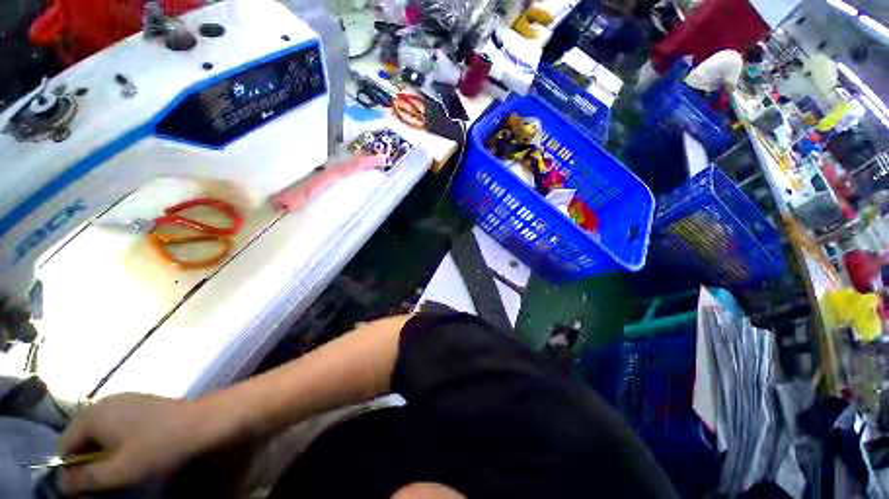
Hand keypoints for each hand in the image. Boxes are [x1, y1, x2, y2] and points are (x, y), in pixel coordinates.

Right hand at [59, 393, 201, 494]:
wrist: (202, 422)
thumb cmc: (158, 447)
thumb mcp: (117, 471)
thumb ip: (85, 478)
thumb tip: (61, 483)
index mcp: (93, 415)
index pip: (64, 444)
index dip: (69, 468)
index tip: (85, 486)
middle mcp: (105, 402)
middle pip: (81, 436)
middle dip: (87, 460)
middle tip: (104, 479)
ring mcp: (125, 400)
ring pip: (100, 432)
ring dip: (103, 452)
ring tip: (120, 468)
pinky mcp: (141, 403)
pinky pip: (117, 425)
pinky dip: (117, 441)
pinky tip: (134, 452)